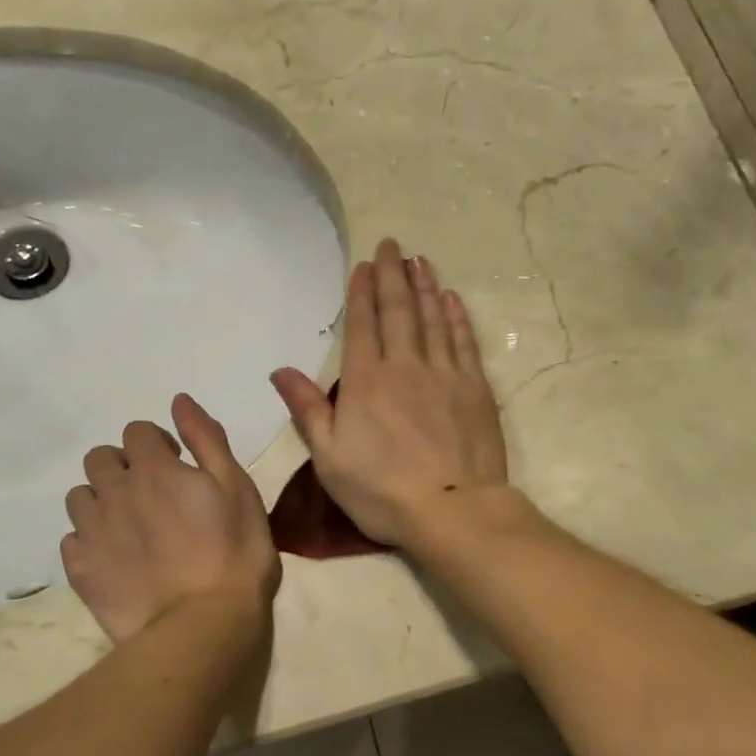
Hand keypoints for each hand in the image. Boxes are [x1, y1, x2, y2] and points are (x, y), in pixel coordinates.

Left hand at [61, 394, 280, 645]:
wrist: (203, 625)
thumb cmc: (235, 552)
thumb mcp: (237, 487)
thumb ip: (206, 439)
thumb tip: (179, 401)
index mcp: (154, 468)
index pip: (137, 431)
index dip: (157, 444)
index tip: (178, 466)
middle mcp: (114, 491)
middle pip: (100, 458)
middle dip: (123, 466)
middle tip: (153, 495)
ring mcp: (92, 532)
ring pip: (79, 496)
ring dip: (102, 500)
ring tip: (131, 526)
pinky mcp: (80, 570)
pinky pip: (72, 539)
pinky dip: (90, 540)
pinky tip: (116, 558)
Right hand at [271, 238, 508, 548]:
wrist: (452, 510)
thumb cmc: (382, 491)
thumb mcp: (330, 459)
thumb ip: (308, 410)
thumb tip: (280, 370)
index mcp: (366, 383)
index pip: (363, 326)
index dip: (362, 292)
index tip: (364, 264)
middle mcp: (405, 367)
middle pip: (398, 312)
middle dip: (392, 275)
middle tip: (392, 245)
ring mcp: (445, 375)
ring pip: (433, 319)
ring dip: (425, 287)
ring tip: (420, 261)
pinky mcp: (475, 389)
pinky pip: (464, 342)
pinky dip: (457, 317)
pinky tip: (452, 300)